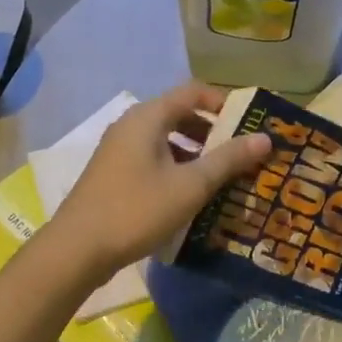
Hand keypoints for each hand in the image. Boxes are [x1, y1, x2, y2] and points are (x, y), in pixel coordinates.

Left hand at [45, 82, 272, 280]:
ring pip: (166, 139)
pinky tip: (191, 195)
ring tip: (222, 176)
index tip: (249, 125)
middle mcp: (131, 125)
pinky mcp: (113, 174)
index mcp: (148, 117)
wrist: (77, 250)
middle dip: (213, 131)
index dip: (224, 103)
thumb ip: (228, 159)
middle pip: (179, 114)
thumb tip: (265, 138)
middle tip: (241, 153)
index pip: (193, 92)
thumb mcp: (190, 185)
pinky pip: (153, 159)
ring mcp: (118, 150)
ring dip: (196, 153)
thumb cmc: (137, 210)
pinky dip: (176, 168)